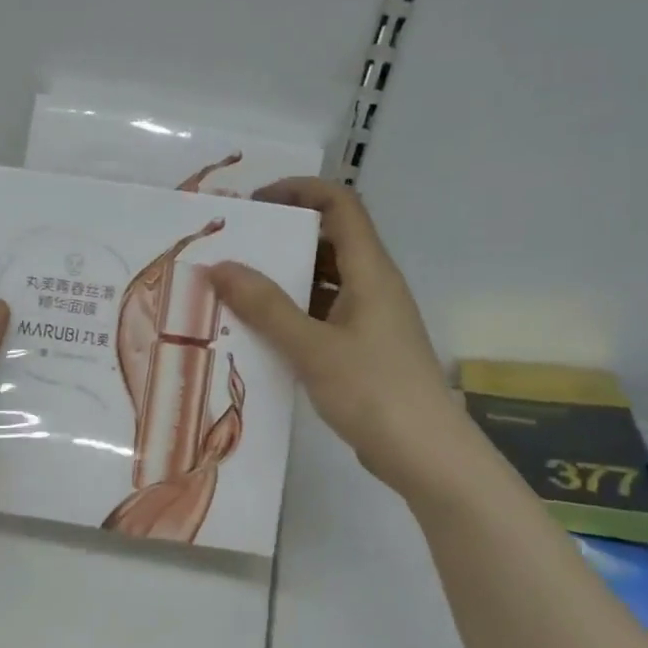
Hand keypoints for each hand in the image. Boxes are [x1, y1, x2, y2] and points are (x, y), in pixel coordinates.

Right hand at [208, 178, 473, 496]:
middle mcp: (373, 286)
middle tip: (235, 248)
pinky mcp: (364, 350)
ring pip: (324, 282)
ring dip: (284, 280)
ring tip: (236, 289)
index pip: (340, 206)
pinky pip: (323, 315)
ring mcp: (371, 320)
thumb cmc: (375, 392)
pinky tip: (260, 332)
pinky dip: (293, 314)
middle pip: (329, 241)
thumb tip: (220, 266)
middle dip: (283, 237)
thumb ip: (266, 307)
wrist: (427, 457)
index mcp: (370, 272)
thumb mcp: (313, 348)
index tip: (257, 203)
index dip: (301, 191)